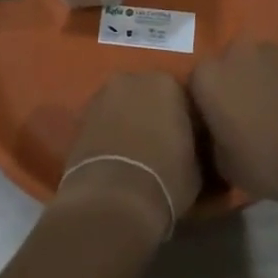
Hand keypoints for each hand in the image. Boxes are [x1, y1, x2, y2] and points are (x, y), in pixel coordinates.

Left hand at [55, 74, 201, 237]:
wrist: (113, 198)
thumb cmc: (166, 177)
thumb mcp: (197, 164)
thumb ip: (193, 142)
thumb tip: (190, 144)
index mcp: (165, 83)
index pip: (181, 96)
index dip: (184, 119)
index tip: (187, 140)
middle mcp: (130, 79)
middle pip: (146, 94)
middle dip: (152, 113)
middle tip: (160, 143)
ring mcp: (100, 96)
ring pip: (121, 105)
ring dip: (127, 120)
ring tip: (135, 152)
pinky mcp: (79, 117)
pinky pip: (102, 121)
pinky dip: (107, 132)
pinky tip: (115, 156)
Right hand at [189, 41, 277, 204]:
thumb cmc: (268, 160)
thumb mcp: (225, 165)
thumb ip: (212, 142)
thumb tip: (215, 137)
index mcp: (207, 75)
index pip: (195, 87)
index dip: (204, 108)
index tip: (213, 128)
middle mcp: (236, 52)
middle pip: (228, 69)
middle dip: (234, 88)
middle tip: (243, 120)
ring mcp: (276, 51)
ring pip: (260, 67)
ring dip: (263, 85)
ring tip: (275, 118)